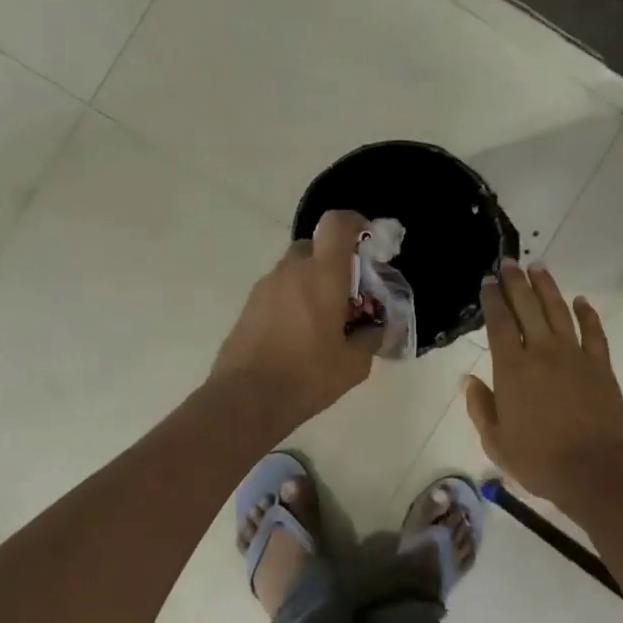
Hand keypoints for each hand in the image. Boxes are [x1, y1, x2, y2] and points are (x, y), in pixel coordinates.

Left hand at [211, 210, 383, 425]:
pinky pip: (280, 290)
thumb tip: (377, 327)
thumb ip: (371, 337)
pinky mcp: (249, 306)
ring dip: (314, 282)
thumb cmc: (307, 377)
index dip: (356, 223)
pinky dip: (294, 299)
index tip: (369, 241)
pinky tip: (302, 334)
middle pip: (315, 246)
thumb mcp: (354, 364)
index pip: (337, 224)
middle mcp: (291, 271)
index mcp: (322, 275)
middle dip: (335, 261)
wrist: (246, 400)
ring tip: (326, 320)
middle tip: (350, 293)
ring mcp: (265, 287)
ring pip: (295, 269)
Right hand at [465, 261, 622, 511]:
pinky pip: (594, 332)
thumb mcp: (496, 442)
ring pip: (559, 311)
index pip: (500, 323)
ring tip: (539, 268)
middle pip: (528, 307)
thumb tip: (469, 380)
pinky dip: (587, 314)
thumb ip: (480, 407)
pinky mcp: (600, 365)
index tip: (488, 282)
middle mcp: (542, 352)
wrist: (595, 471)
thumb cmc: (539, 460)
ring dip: (547, 288)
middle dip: (516, 283)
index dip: (493, 300)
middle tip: (509, 264)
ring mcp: (575, 355)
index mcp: (512, 369)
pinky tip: (581, 301)